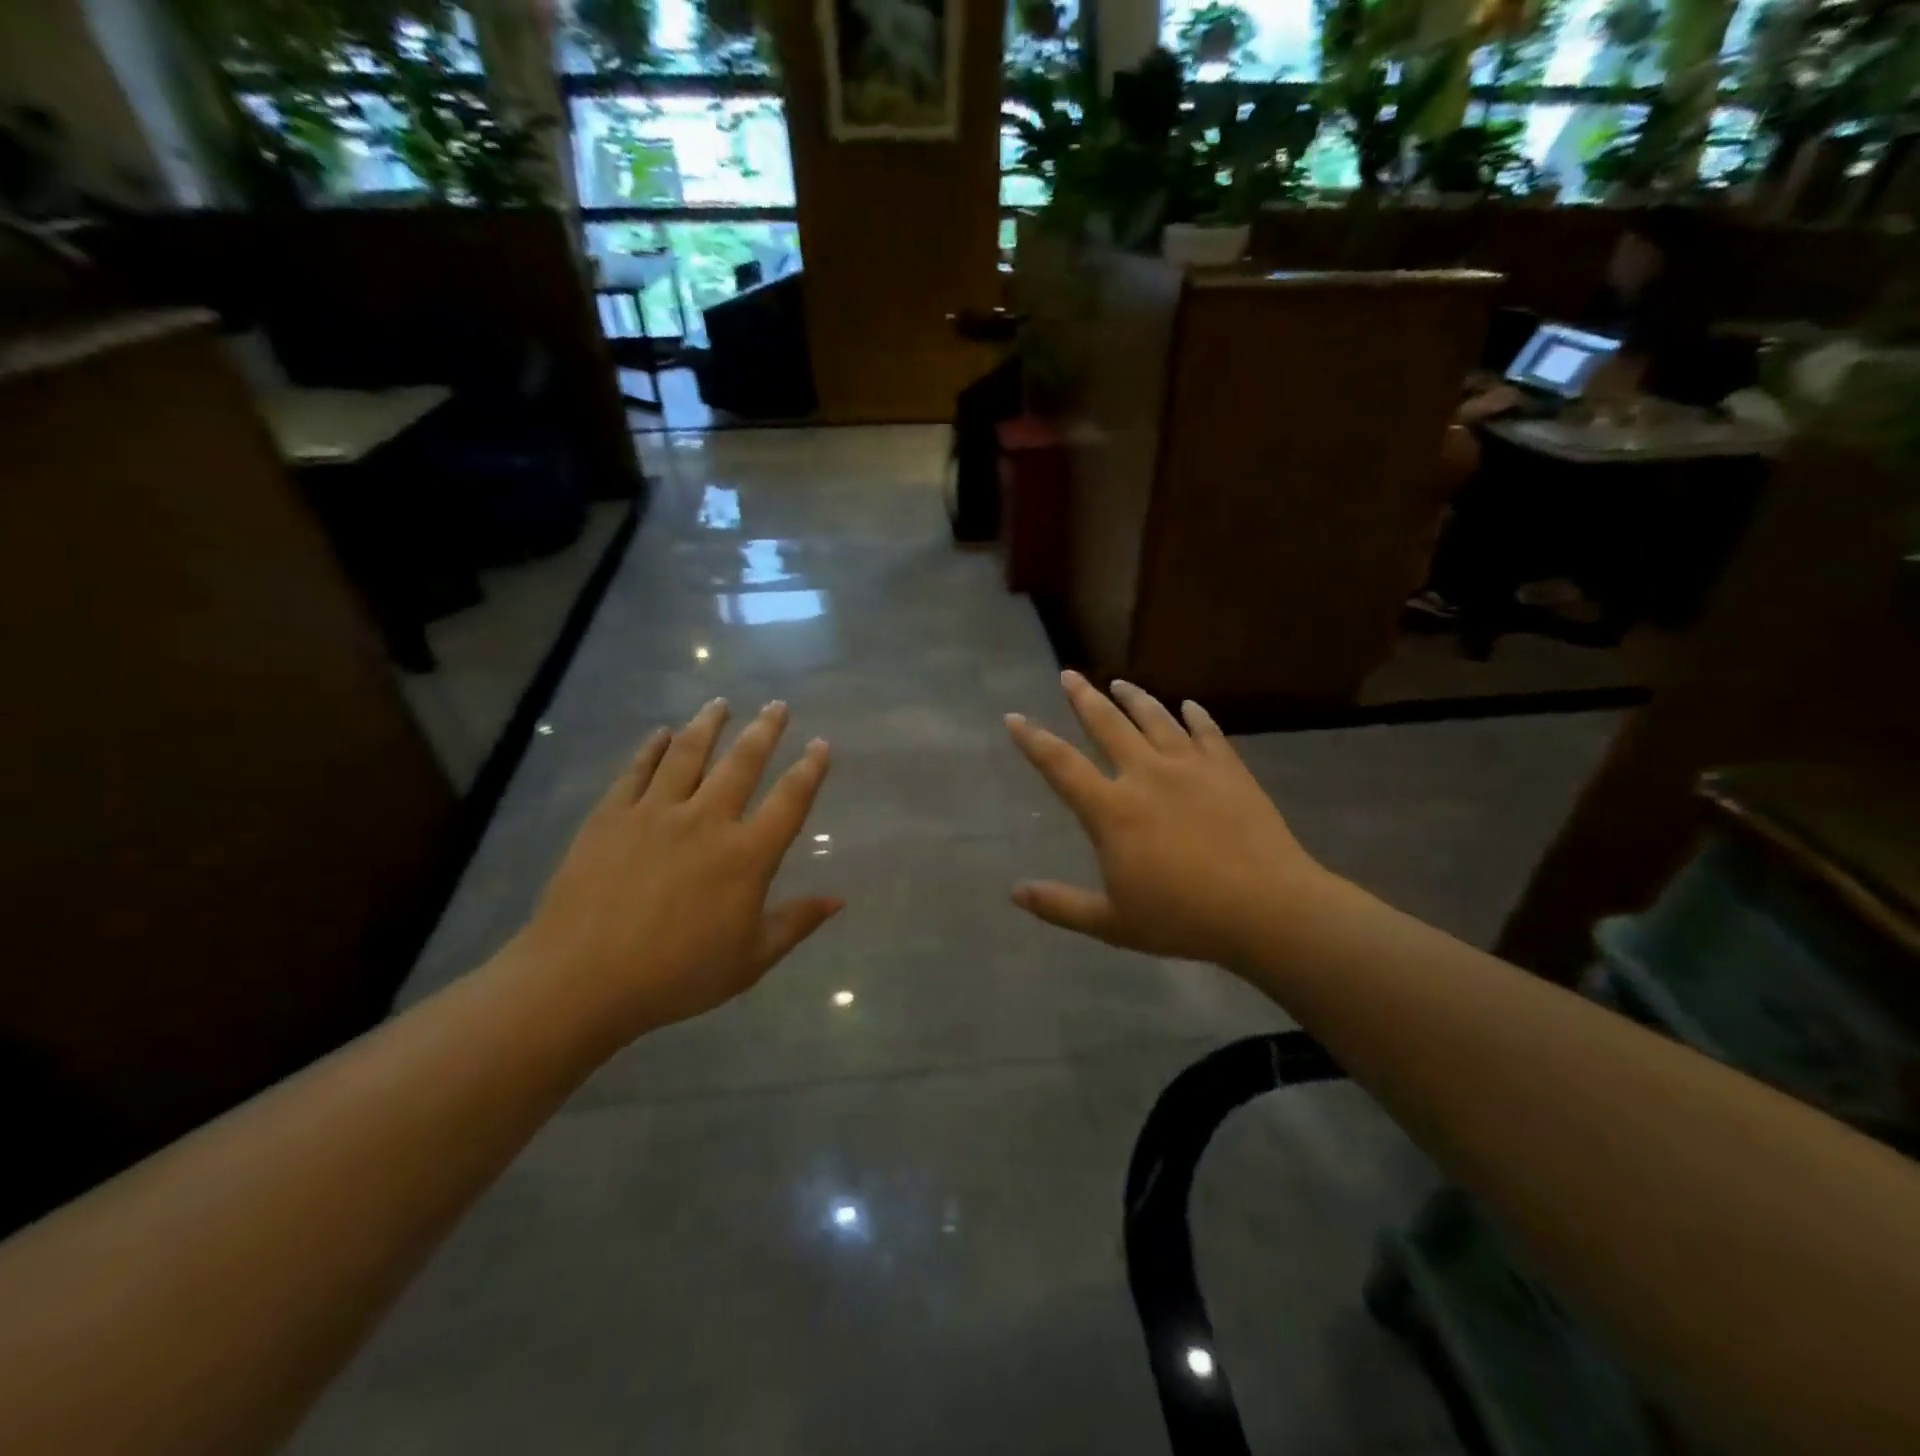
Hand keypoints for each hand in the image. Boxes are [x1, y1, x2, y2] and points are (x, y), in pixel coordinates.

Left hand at [511, 699, 840, 1040]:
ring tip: (720, 703)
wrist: (582, 980)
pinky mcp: (611, 816)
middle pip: (742, 762)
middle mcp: (706, 820)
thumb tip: (839, 899)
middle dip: (765, 730)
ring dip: (708, 725)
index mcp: (746, 855)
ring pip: (688, 753)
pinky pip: (637, 770)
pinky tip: (661, 733)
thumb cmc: (677, 975)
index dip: (810, 770)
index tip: (821, 744)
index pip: (789, 800)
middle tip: (778, 705)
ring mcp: (655, 813)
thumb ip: (795, 923)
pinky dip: (652, 748)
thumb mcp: (750, 960)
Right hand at [1005, 672, 1330, 968]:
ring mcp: (1190, 767)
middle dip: (1083, 697)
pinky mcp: (1228, 770)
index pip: (1060, 765)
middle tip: (1069, 675)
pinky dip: (1195, 716)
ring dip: (1134, 697)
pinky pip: (1207, 732)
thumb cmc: (1183, 919)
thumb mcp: (1112, 923)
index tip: (1014, 717)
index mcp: (1112, 811)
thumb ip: (1060, 905)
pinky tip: (1189, 706)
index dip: (1033, 739)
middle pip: (1107, 725)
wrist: (1266, 908)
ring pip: (1155, 719)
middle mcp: (1146, 775)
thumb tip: (1015, 892)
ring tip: (1119, 682)